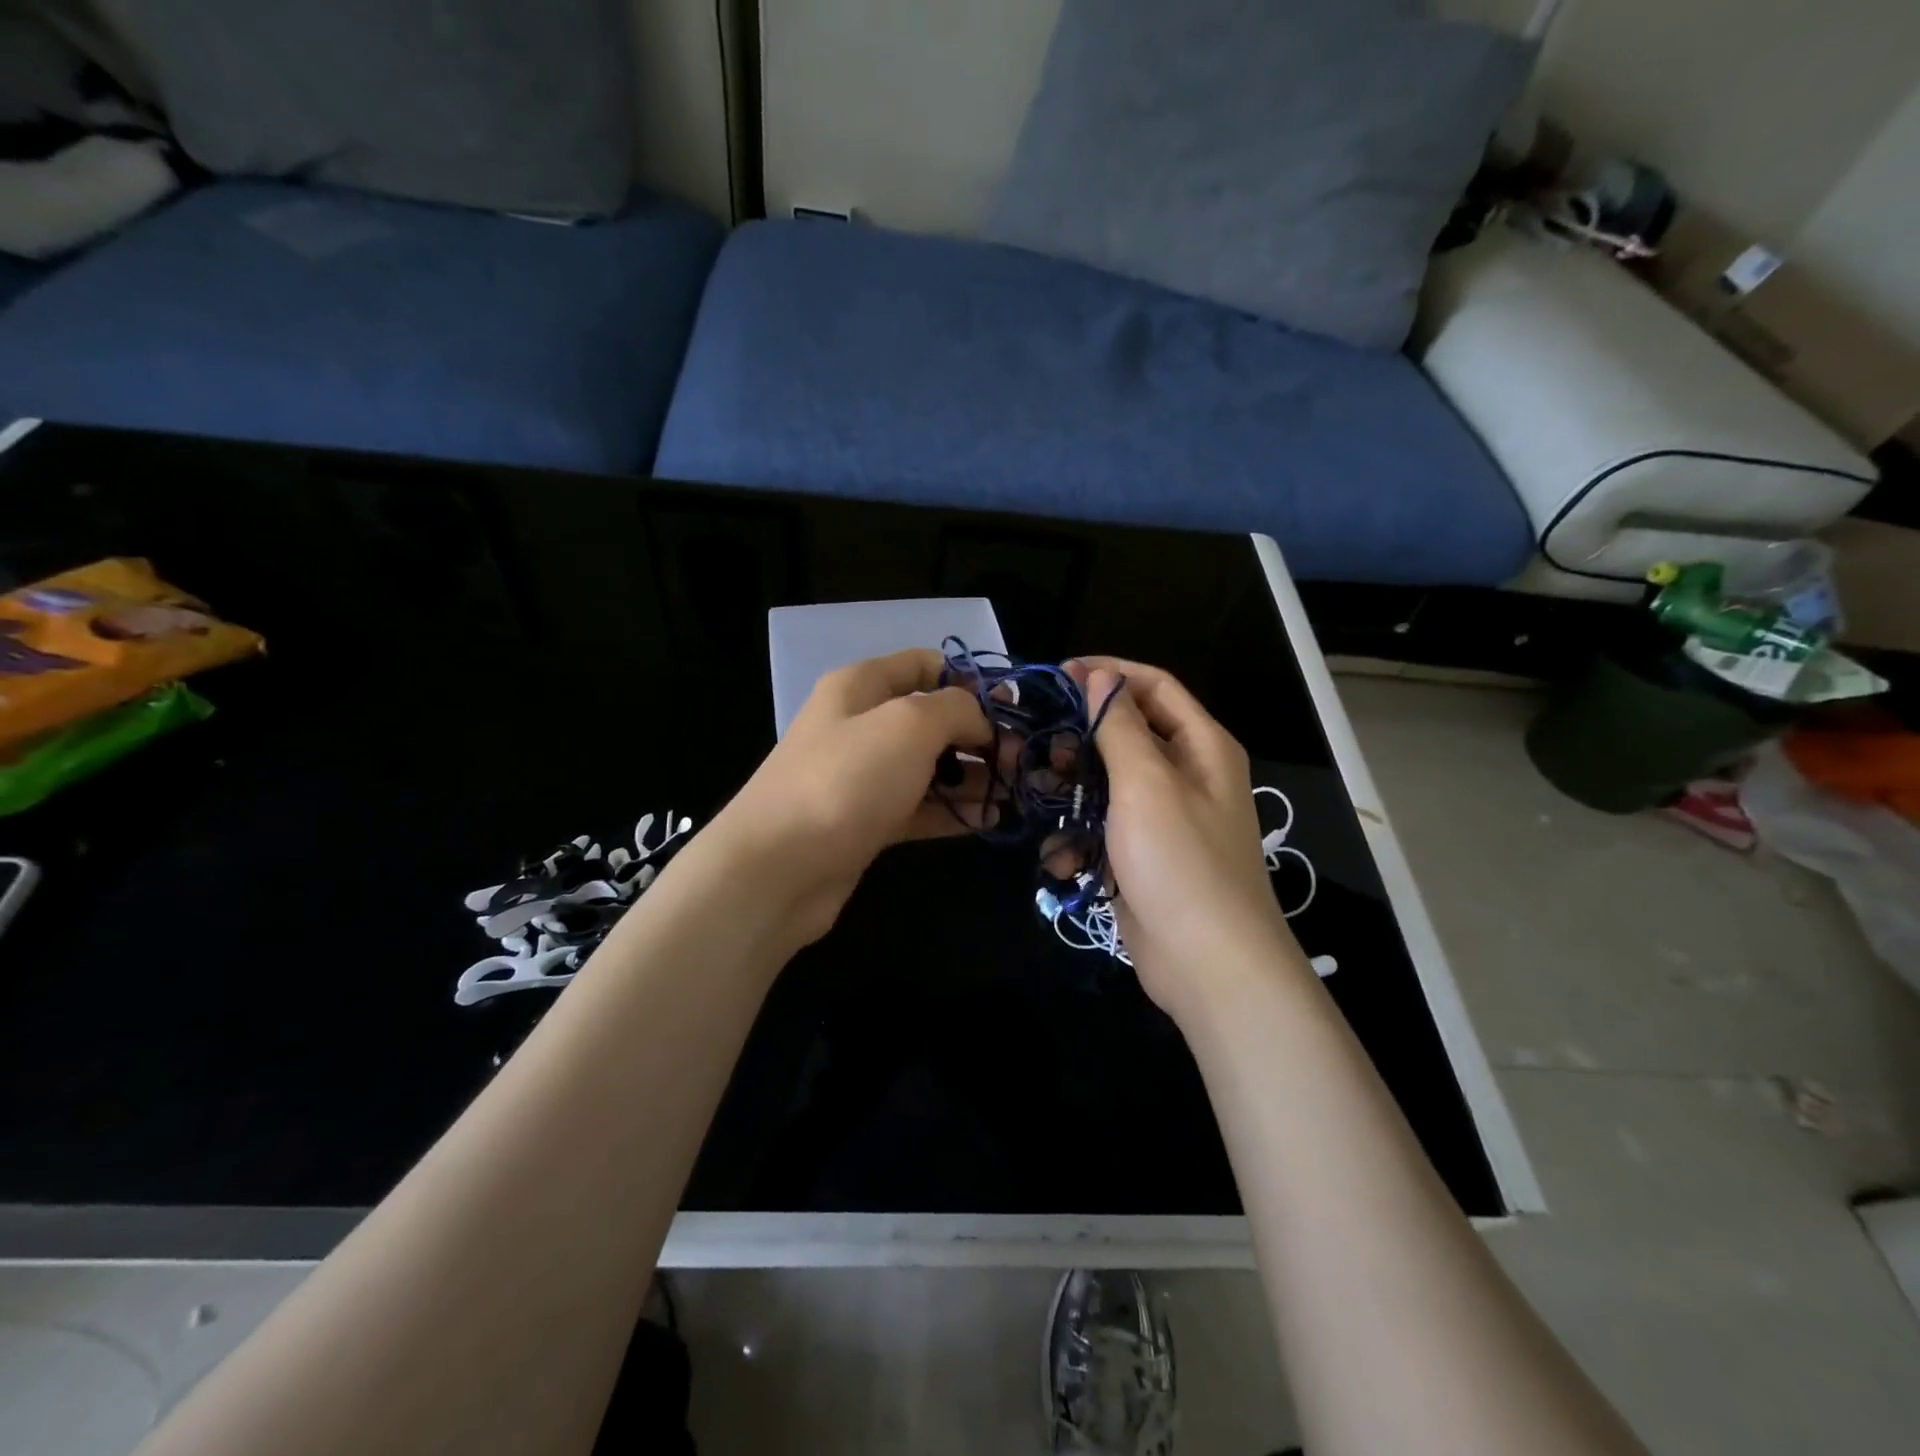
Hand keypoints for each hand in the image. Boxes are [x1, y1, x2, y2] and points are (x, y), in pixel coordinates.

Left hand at [708, 648, 993, 944]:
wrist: (777, 869)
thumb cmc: (846, 780)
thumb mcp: (909, 725)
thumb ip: (955, 709)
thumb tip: (980, 720)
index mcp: (862, 686)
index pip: (923, 664)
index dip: (969, 679)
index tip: (1010, 708)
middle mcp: (860, 725)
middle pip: (931, 718)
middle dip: (979, 734)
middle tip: (1021, 760)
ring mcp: (862, 777)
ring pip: (928, 766)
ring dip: (972, 776)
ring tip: (1015, 793)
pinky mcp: (866, 822)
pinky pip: (918, 808)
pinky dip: (952, 811)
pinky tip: (989, 821)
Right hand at [1068, 657, 1312, 1022]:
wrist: (1209, 965)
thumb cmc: (1180, 861)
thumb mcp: (1147, 783)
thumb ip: (1120, 726)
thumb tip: (1101, 676)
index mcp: (1201, 747)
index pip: (1154, 687)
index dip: (1108, 675)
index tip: (1057, 677)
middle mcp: (1186, 776)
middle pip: (1125, 736)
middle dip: (1080, 739)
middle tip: (1037, 744)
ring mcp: (1162, 820)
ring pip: (1106, 785)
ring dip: (1072, 793)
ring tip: (1040, 800)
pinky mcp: (1142, 858)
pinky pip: (1102, 831)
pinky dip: (1080, 841)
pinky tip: (1063, 860)